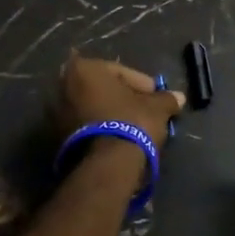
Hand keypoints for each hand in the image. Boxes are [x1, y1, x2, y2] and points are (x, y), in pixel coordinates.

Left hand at [56, 52, 184, 150]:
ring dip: (111, 115)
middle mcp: (64, 86)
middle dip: (123, 99)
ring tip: (133, 128)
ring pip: (92, 108)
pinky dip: (100, 129)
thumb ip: (166, 98)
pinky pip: (84, 126)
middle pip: (103, 89)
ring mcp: (55, 113)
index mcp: (85, 69)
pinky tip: (118, 139)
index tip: (157, 98)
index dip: (143, 85)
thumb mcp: (156, 108)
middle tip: (144, 110)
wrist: (106, 165)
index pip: (121, 72)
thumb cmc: (131, 123)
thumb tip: (179, 97)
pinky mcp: (55, 138)